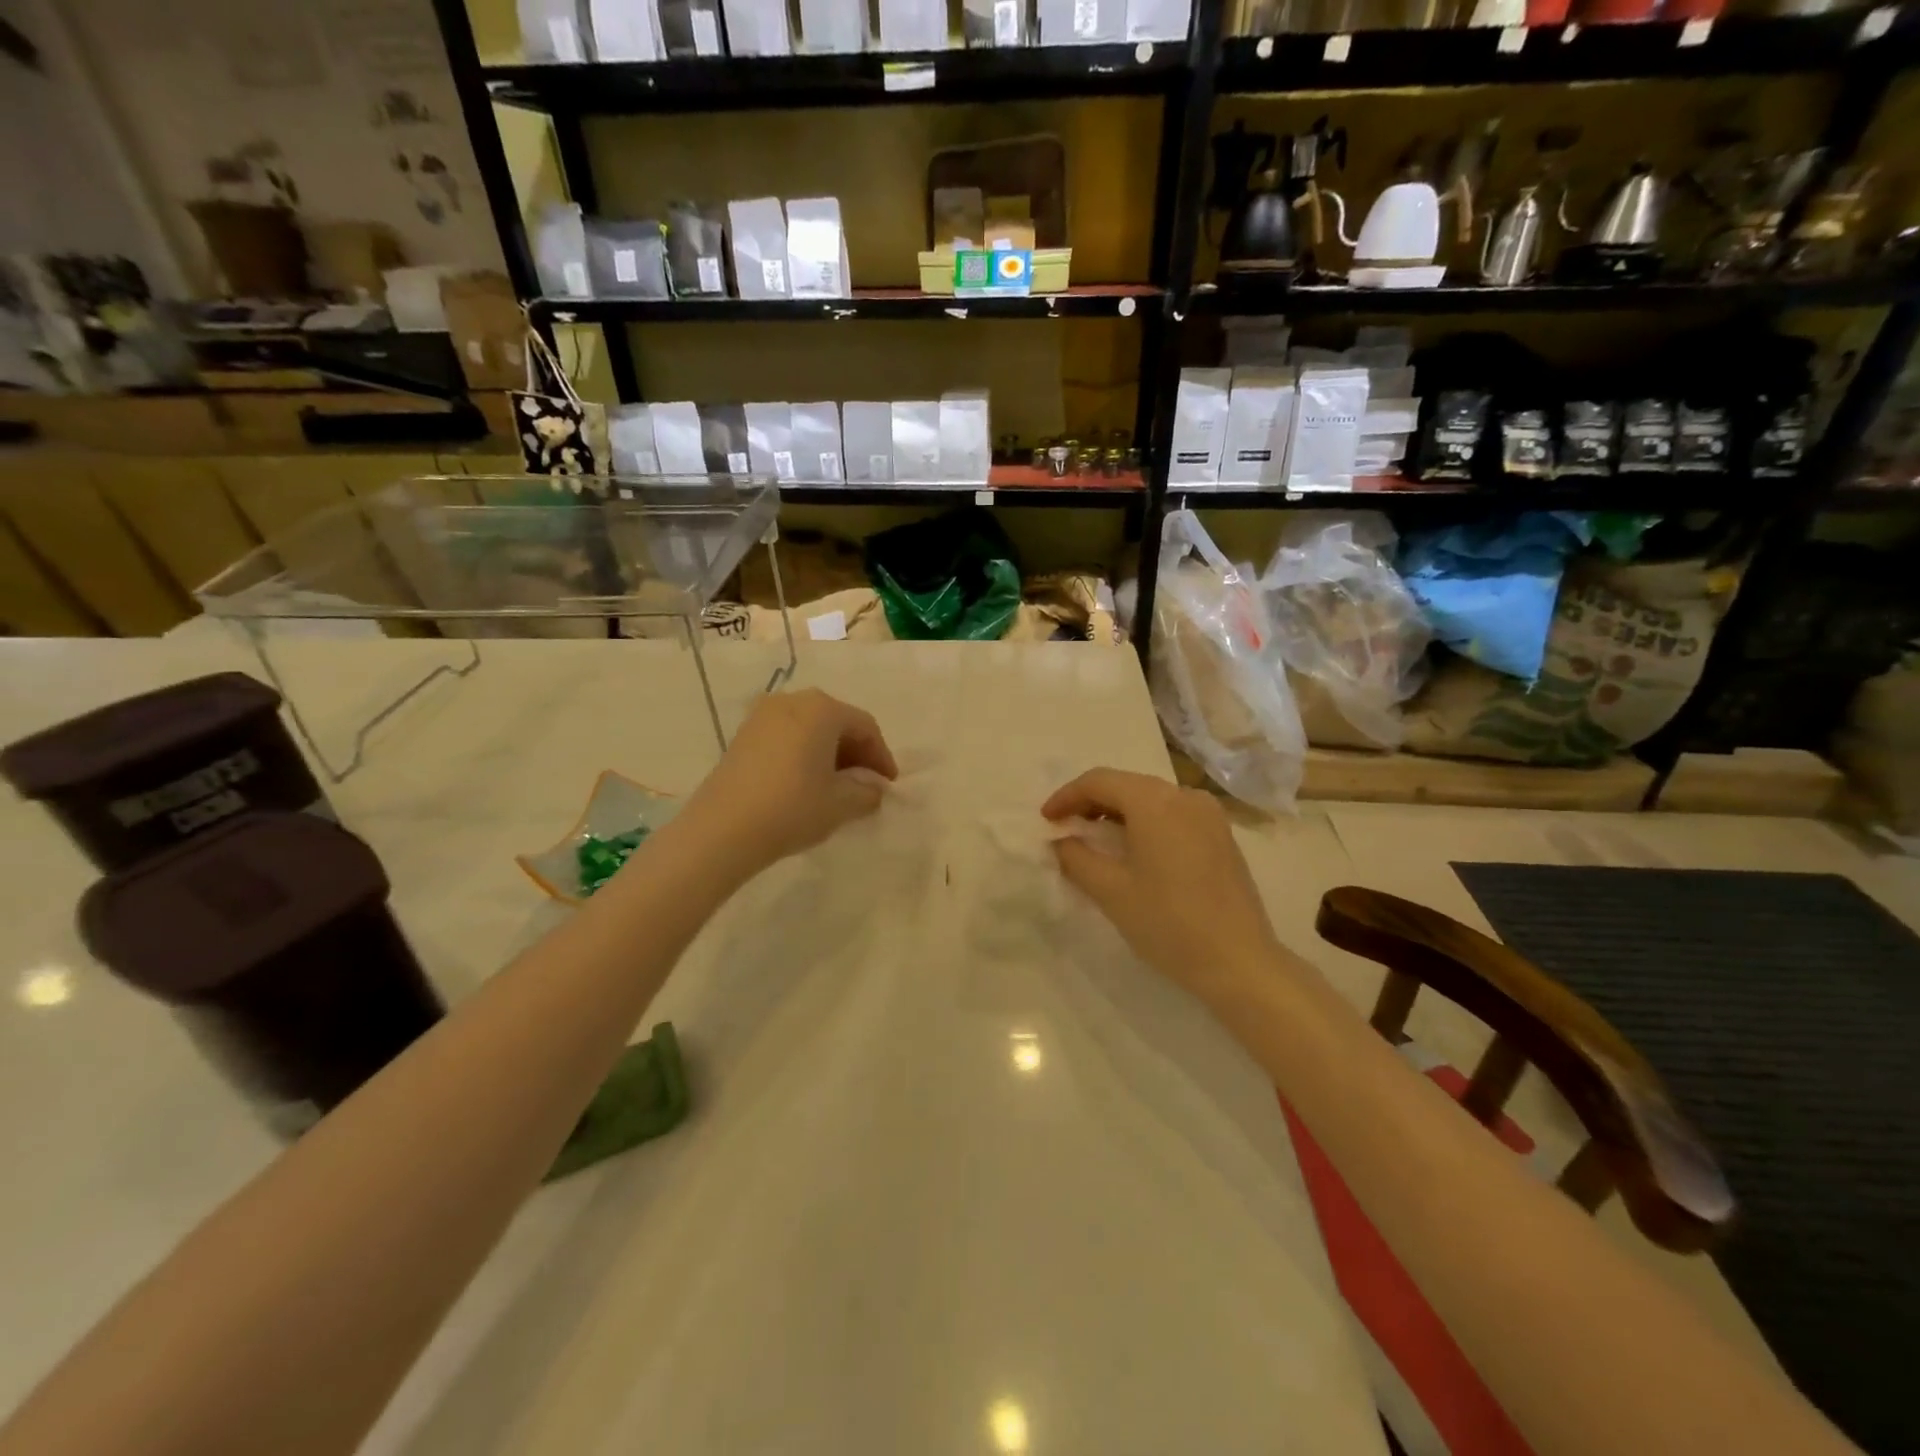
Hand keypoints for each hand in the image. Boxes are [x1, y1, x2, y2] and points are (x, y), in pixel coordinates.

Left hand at [683, 689, 897, 877]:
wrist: (722, 829)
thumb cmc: (792, 808)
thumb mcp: (841, 804)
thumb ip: (867, 792)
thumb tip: (873, 788)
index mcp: (822, 709)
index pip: (865, 727)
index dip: (881, 756)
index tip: (889, 785)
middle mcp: (793, 701)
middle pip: (837, 721)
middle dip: (856, 752)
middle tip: (866, 783)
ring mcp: (763, 715)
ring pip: (810, 728)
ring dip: (829, 753)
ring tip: (837, 785)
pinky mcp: (743, 734)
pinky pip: (786, 736)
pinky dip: (803, 753)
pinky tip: (806, 782)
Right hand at [1043, 769, 1282, 1000]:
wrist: (1240, 961)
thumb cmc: (1168, 923)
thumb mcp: (1110, 891)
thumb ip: (1076, 857)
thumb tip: (1061, 840)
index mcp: (1154, 801)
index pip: (1099, 781)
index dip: (1066, 796)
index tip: (1045, 820)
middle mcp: (1184, 796)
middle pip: (1126, 784)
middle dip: (1091, 802)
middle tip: (1065, 828)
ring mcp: (1209, 814)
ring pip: (1150, 798)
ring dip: (1117, 812)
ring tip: (1094, 838)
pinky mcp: (1222, 835)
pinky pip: (1173, 814)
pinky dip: (1145, 822)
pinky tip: (1134, 849)